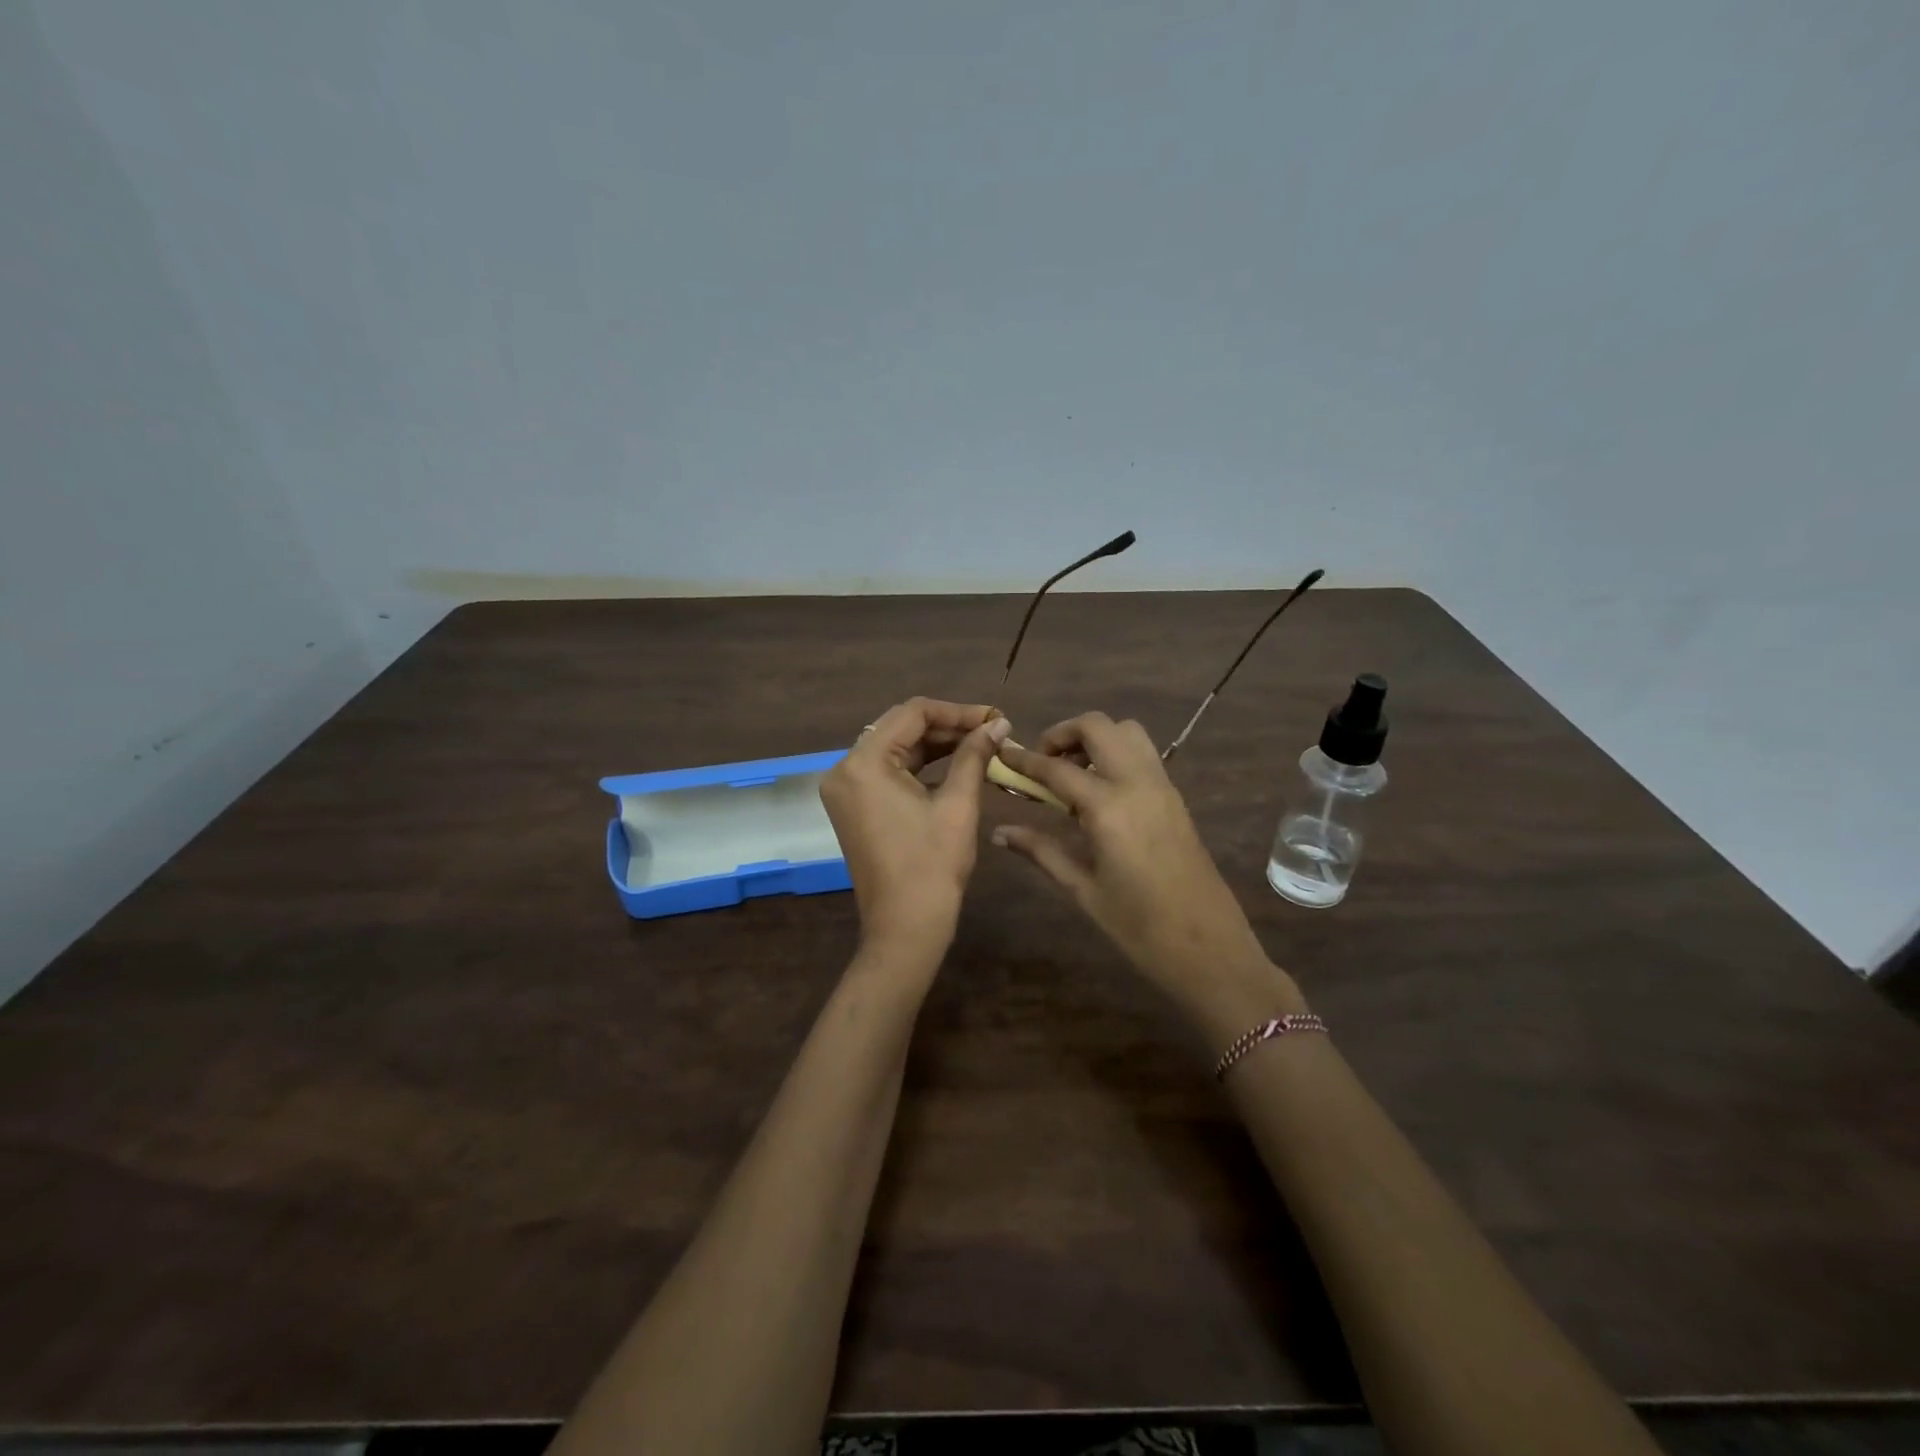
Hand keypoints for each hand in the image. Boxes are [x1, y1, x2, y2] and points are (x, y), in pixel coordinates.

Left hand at [820, 698, 1010, 953]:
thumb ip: (974, 755)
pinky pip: (888, 772)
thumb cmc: (932, 867)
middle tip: (992, 731)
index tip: (995, 718)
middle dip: (948, 727)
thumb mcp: (957, 805)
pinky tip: (956, 765)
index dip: (958, 711)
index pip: (912, 713)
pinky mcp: (854, 806)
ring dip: (937, 745)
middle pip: (901, 728)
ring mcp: (846, 789)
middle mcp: (844, 769)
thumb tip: (999, 723)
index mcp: (863, 763)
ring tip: (981, 746)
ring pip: (896, 749)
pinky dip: (921, 767)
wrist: (905, 928)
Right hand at [992, 713, 1303, 1039]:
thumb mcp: (1083, 889)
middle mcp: (1138, 784)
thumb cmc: (1139, 928)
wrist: (1210, 949)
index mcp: (1109, 809)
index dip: (1025, 760)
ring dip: (1094, 738)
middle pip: (1097, 726)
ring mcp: (1163, 786)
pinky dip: (1115, 753)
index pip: (1057, 769)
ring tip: (1072, 772)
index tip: (1003, 755)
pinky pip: (1142, 754)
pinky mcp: (1176, 797)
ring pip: (1126, 731)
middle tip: (1042, 763)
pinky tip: (1098, 790)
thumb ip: (1041, 851)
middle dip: (1062, 733)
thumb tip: (1001, 832)